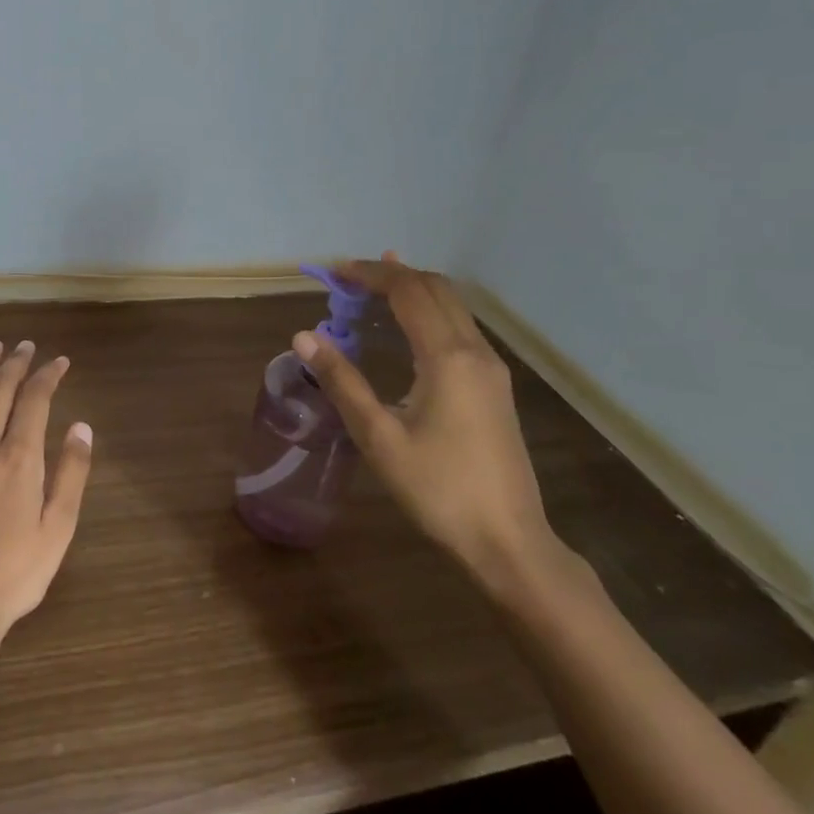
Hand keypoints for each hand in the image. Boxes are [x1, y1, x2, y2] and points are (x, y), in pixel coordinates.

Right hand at [293, 253, 555, 584]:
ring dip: (413, 290)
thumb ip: (342, 382)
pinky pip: (460, 327)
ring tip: (373, 289)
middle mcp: (475, 351)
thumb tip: (304, 336)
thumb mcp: (379, 438)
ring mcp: (491, 368)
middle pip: (435, 288)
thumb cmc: (439, 490)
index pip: (408, 291)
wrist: (509, 541)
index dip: (371, 274)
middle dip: (392, 274)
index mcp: (447, 357)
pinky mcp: (495, 386)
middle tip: (349, 279)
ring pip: (452, 306)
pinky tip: (409, 328)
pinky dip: (429, 312)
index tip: (335, 272)